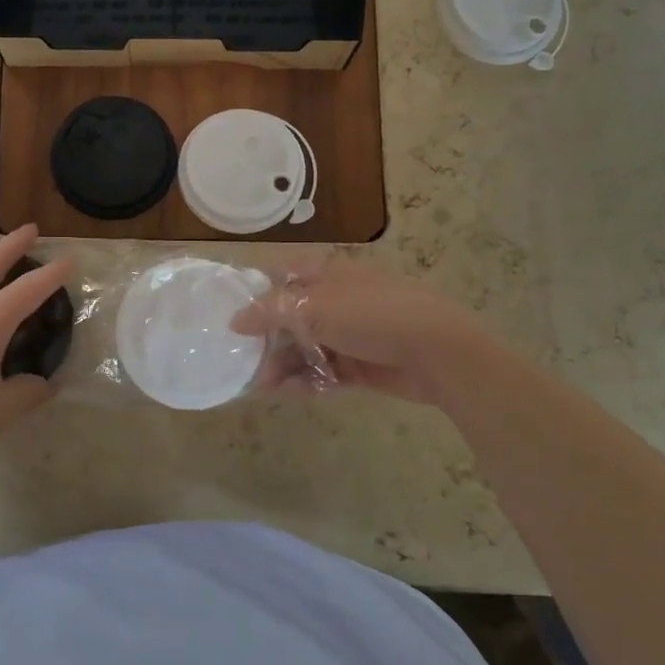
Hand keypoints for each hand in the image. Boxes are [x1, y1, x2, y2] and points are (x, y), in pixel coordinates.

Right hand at [232, 256, 475, 405]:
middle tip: (241, 360)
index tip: (227, 313)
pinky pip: (323, 372)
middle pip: (289, 316)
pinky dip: (304, 380)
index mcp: (326, 273)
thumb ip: (271, 311)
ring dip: (282, 364)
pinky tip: (285, 391)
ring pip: (304, 347)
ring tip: (260, 384)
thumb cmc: (373, 315)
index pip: (280, 275)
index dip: (254, 291)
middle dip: (265, 338)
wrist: (438, 352)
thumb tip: (235, 321)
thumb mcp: (316, 306)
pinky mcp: (360, 365)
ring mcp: (349, 334)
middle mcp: (335, 300)